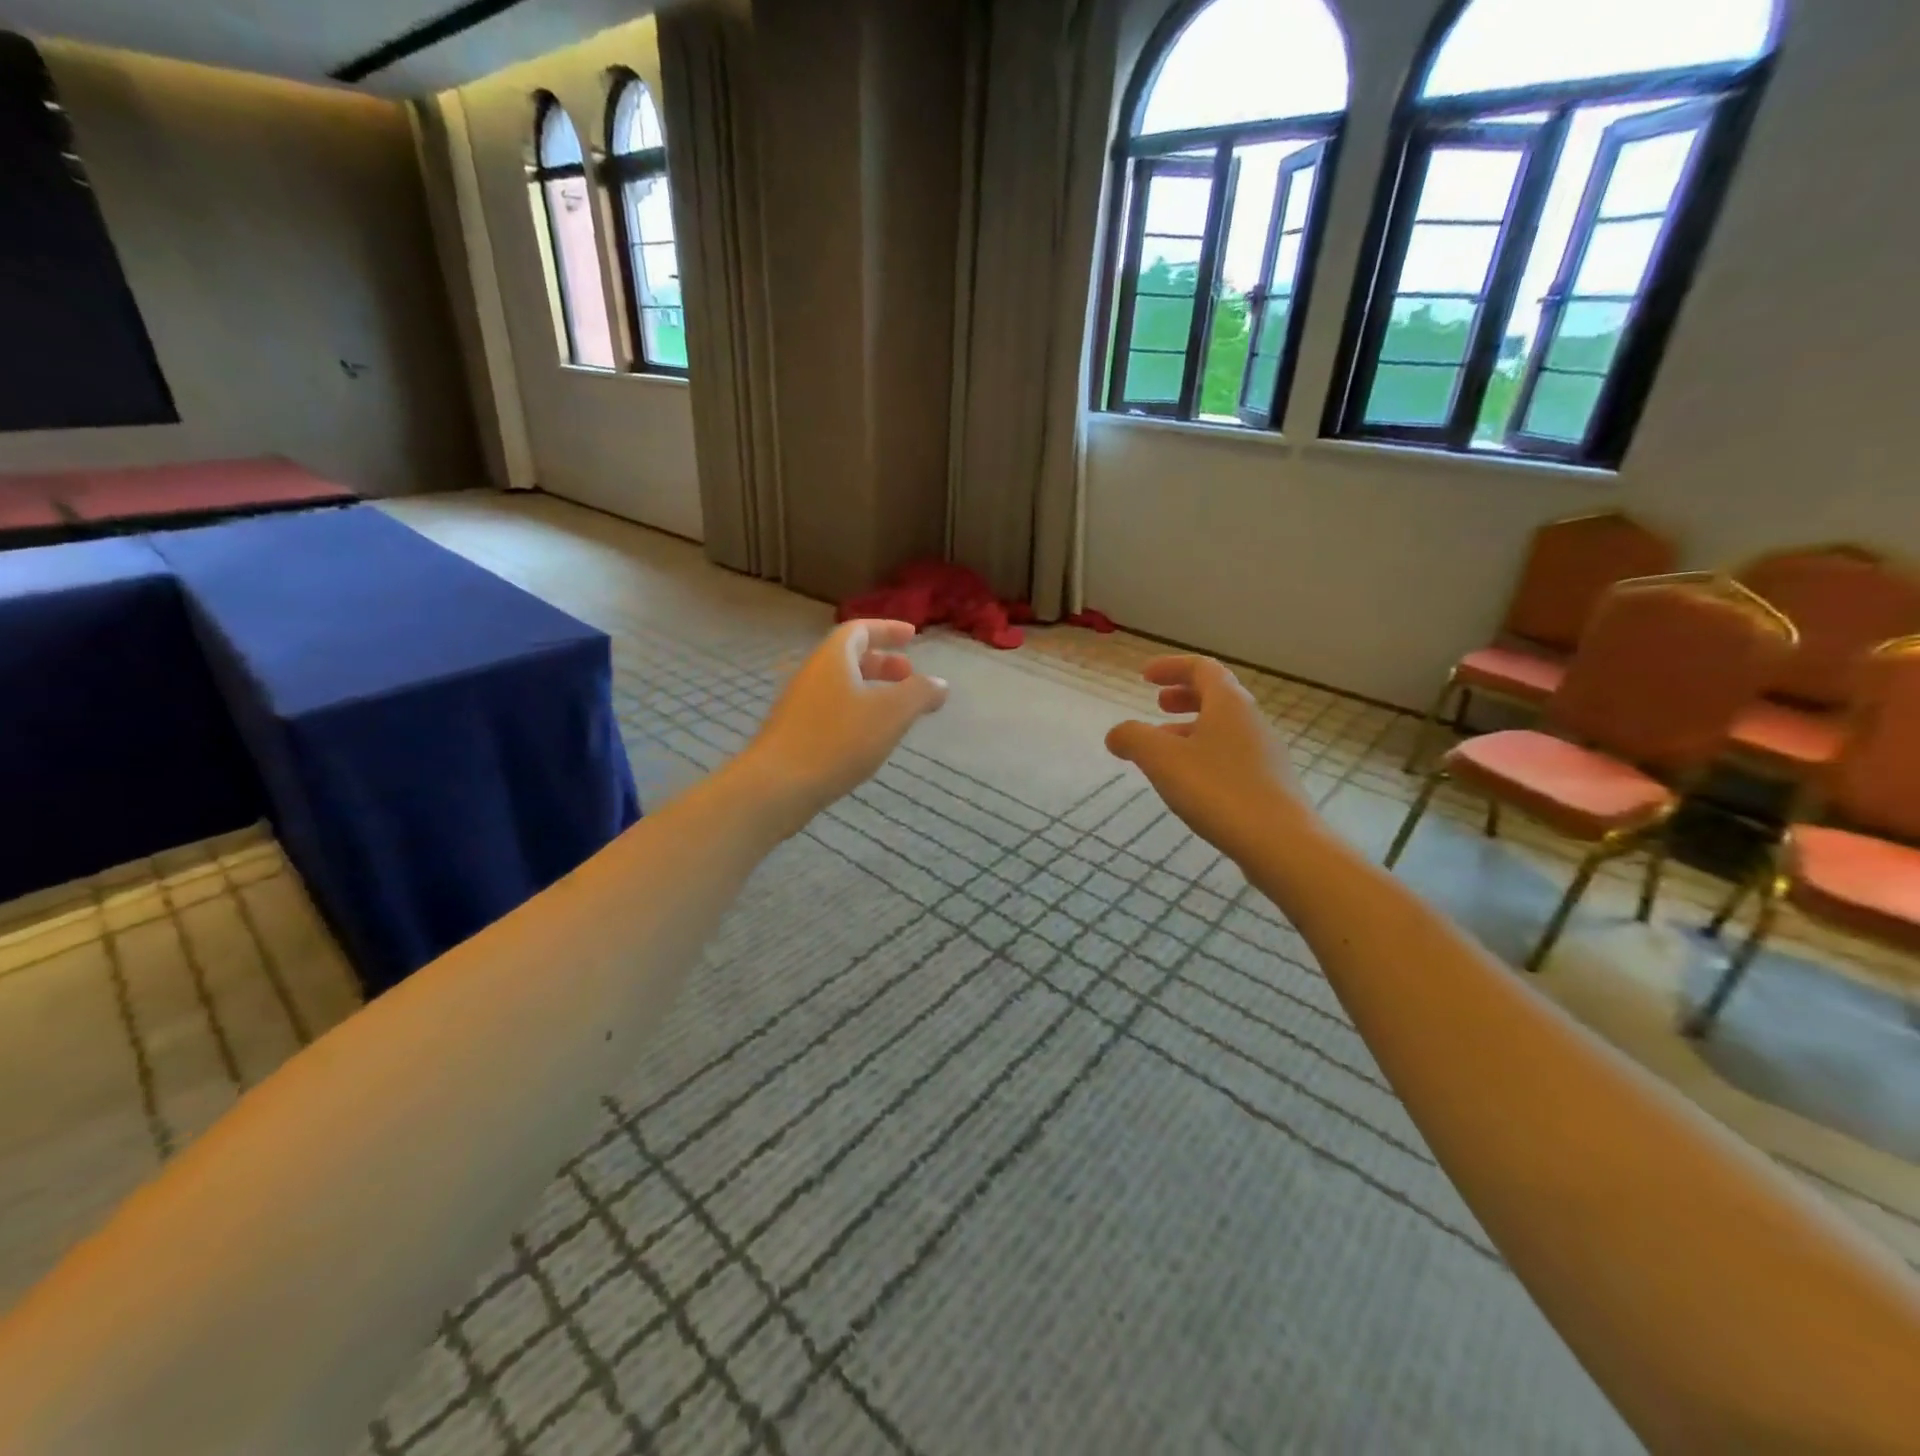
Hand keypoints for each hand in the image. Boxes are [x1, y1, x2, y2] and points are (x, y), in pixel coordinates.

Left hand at [740, 619, 948, 832]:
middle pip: (848, 657)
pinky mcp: (794, 733)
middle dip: (882, 662)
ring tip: (895, 710)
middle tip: (909, 675)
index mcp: (833, 659)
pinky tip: (868, 737)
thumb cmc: (838, 740)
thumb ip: (920, 694)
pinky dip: (855, 711)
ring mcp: (799, 705)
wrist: (776, 786)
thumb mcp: (891, 713)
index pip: (860, 629)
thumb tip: (940, 684)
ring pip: (840, 686)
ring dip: (870, 689)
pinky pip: (831, 710)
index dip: (887, 629)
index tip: (913, 636)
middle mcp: (812, 674)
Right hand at [1105, 656, 1309, 862]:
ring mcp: (1264, 753)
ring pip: (1223, 727)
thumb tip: (1116, 734)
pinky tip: (1189, 781)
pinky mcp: (1269, 783)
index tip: (1144, 676)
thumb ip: (1133, 738)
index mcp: (1229, 703)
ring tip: (1163, 748)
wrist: (1281, 843)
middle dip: (1184, 695)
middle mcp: (1251, 720)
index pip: (1201, 668)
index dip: (1171, 666)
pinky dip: (1204, 753)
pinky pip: (1231, 754)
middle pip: (1217, 695)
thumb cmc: (1218, 789)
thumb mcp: (1162, 759)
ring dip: (1191, 728)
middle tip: (1158, 704)